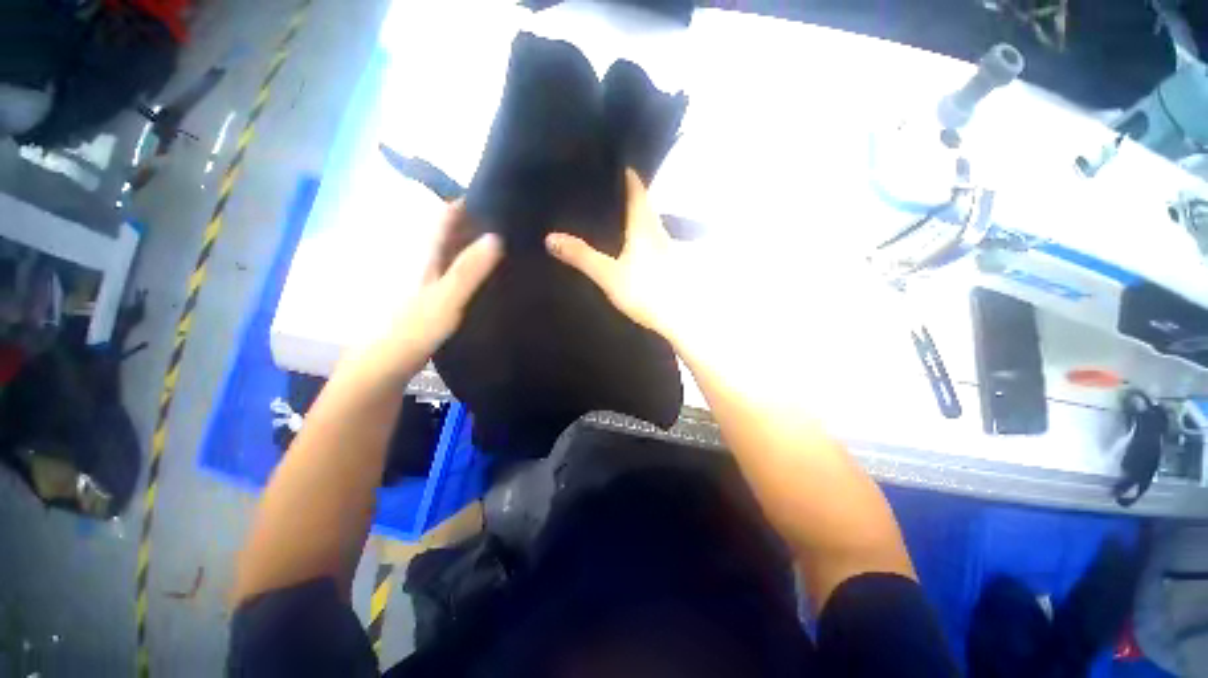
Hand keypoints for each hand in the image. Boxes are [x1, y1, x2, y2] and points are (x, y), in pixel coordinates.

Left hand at [385, 201, 501, 360]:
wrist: (386, 364)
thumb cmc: (412, 329)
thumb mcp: (445, 298)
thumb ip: (469, 269)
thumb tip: (497, 236)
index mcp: (425, 252)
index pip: (447, 214)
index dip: (471, 202)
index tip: (501, 198)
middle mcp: (426, 258)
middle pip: (453, 230)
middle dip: (480, 222)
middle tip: (515, 224)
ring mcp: (430, 276)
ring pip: (457, 250)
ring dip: (479, 244)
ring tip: (512, 245)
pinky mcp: (435, 293)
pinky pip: (458, 270)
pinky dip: (475, 266)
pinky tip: (494, 274)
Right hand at [545, 169, 687, 340]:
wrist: (678, 319)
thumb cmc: (646, 292)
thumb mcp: (608, 274)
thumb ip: (581, 256)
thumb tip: (551, 238)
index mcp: (644, 224)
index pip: (636, 188)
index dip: (625, 174)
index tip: (610, 164)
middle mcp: (658, 229)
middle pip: (643, 202)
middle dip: (626, 193)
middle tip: (603, 189)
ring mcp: (666, 246)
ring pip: (648, 221)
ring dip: (632, 214)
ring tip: (611, 213)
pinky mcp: (668, 262)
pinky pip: (650, 238)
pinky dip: (638, 234)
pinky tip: (627, 244)